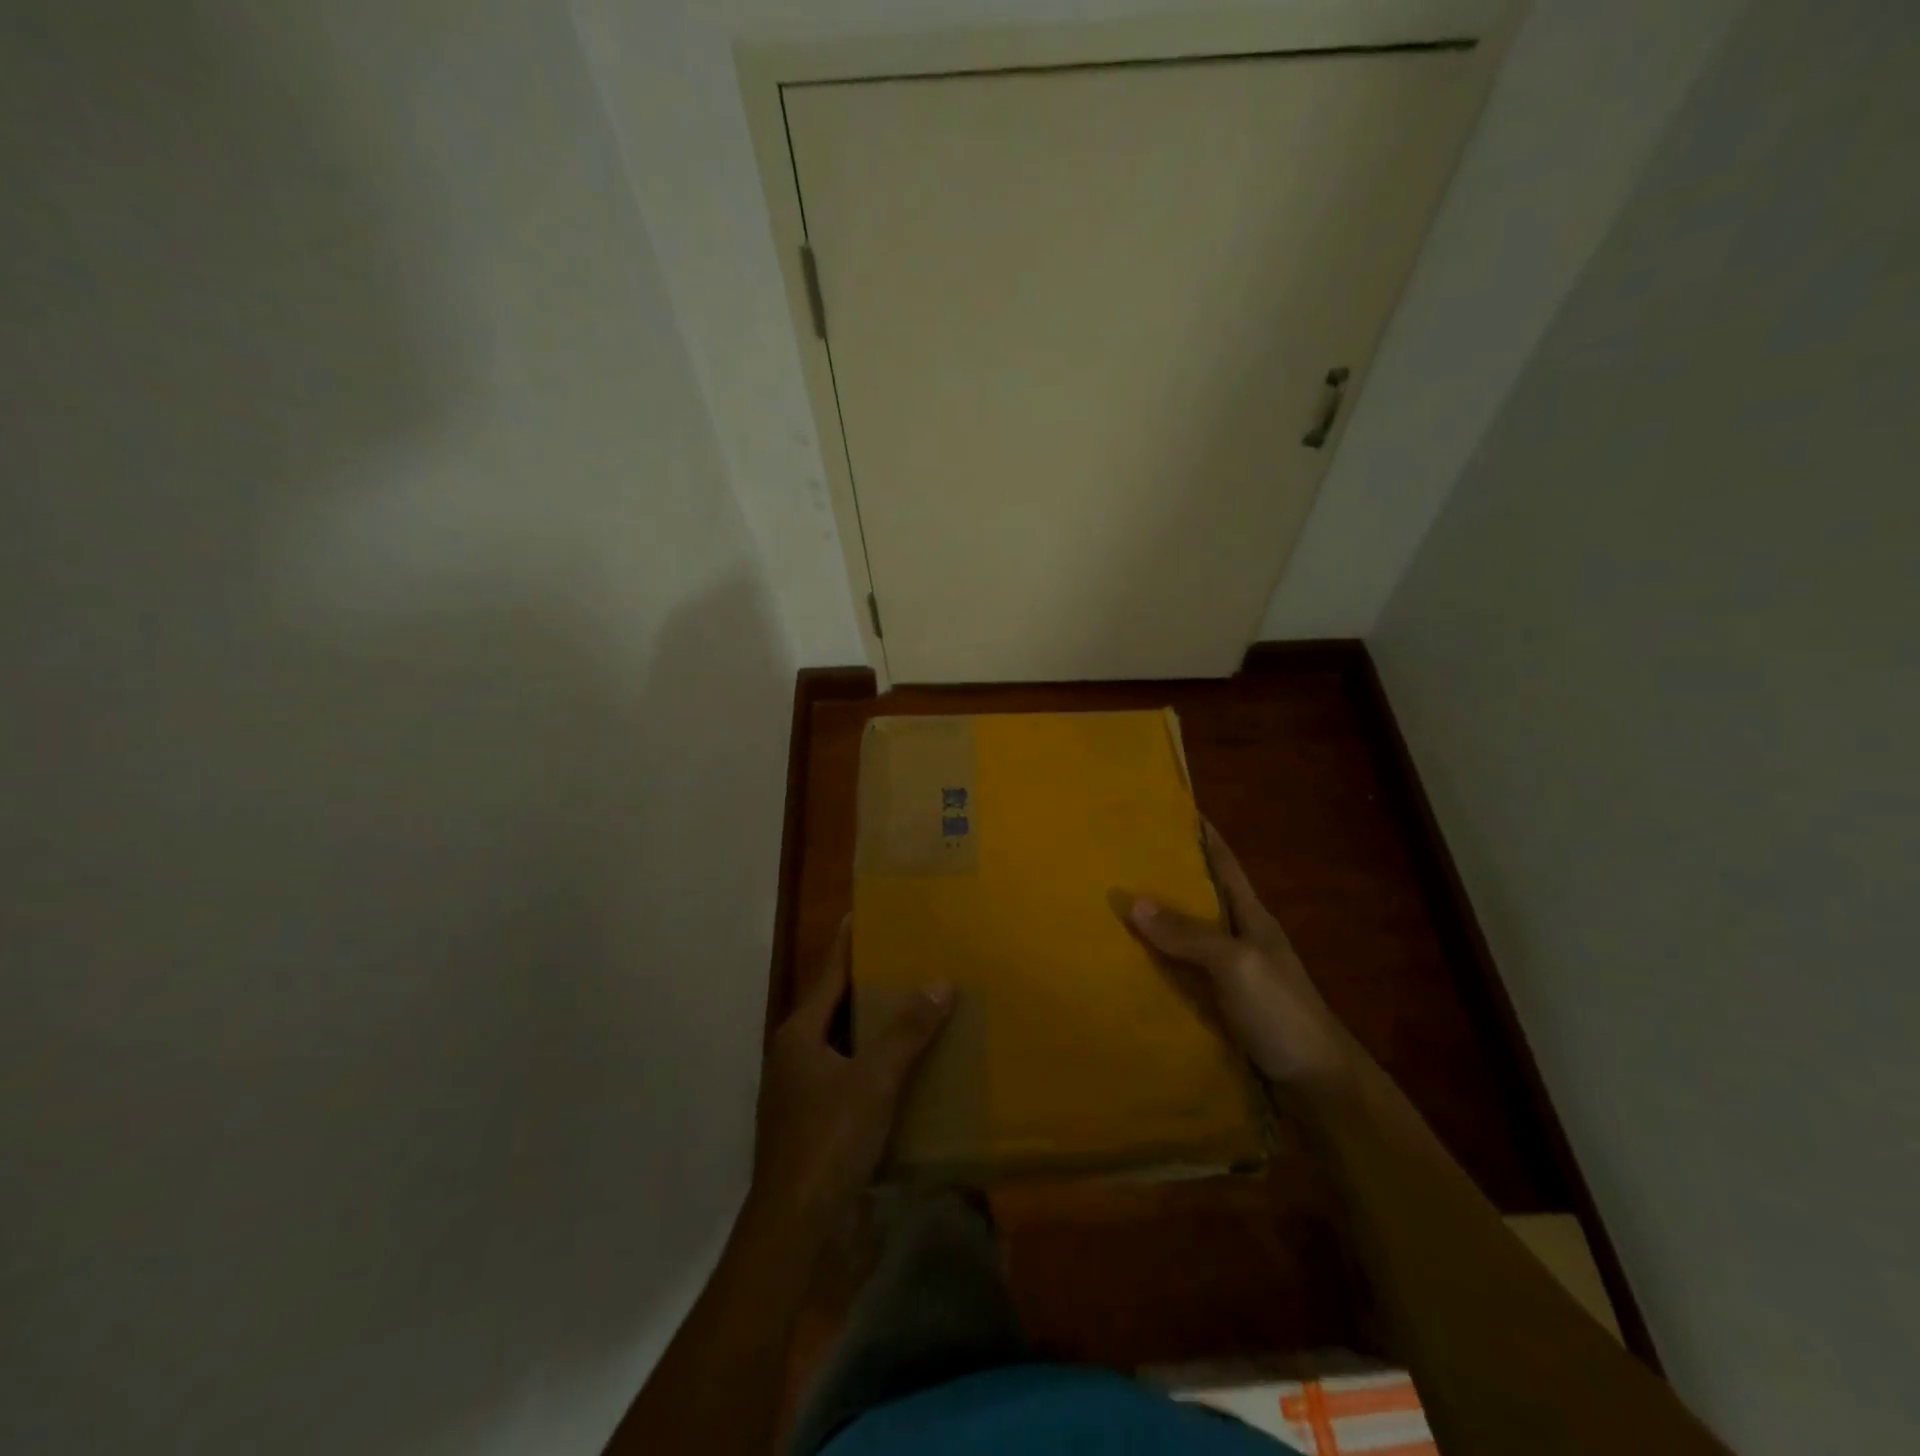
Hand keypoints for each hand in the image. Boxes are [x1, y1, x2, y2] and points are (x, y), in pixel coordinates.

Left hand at [750, 918, 952, 1230]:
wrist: (796, 1229)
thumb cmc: (828, 1142)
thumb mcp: (873, 1081)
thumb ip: (907, 1031)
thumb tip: (940, 982)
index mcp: (799, 1035)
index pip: (828, 974)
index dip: (847, 943)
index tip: (863, 912)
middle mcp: (795, 1056)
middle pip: (836, 1007)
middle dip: (868, 983)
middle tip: (906, 956)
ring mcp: (802, 1091)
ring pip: (844, 1043)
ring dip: (875, 1026)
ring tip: (914, 1003)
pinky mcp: (815, 1122)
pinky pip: (850, 1075)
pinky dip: (875, 1062)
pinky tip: (907, 1064)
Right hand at [1127, 822, 1349, 1086]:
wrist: (1318, 1085)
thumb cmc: (1282, 1012)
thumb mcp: (1236, 964)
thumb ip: (1189, 934)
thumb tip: (1134, 901)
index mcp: (1252, 918)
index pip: (1224, 865)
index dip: (1203, 836)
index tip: (1174, 809)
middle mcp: (1241, 940)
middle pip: (1201, 899)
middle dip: (1168, 878)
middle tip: (1122, 861)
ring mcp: (1233, 976)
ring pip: (1188, 939)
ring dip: (1158, 926)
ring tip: (1114, 911)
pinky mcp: (1222, 1008)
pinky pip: (1183, 977)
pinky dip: (1159, 968)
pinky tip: (1130, 970)